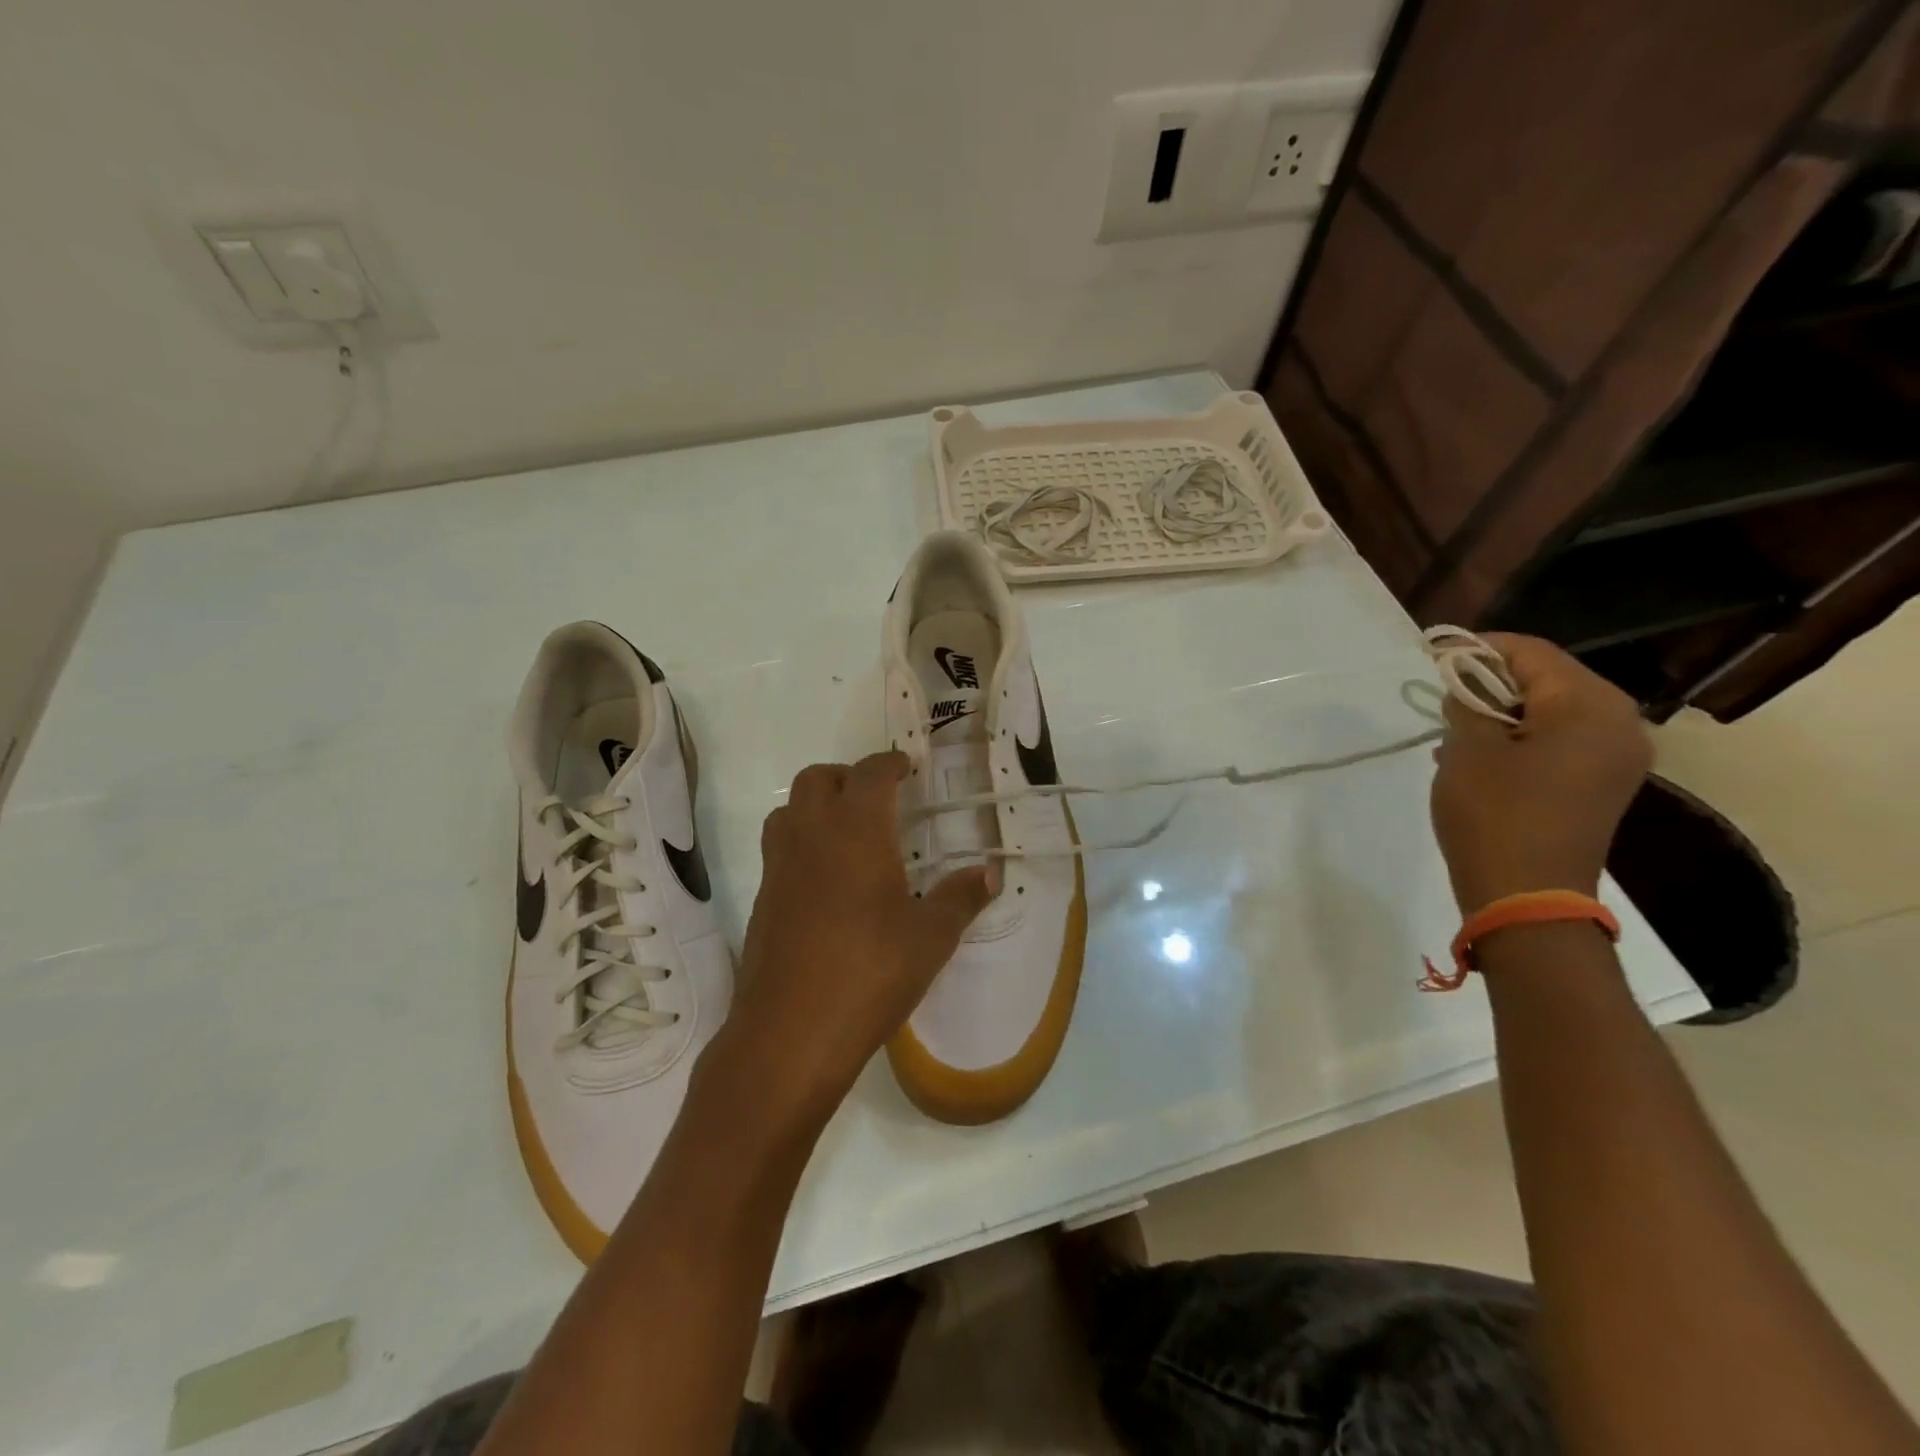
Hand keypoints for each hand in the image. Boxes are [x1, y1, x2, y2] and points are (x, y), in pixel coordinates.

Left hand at [720, 751, 994, 1121]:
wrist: (790, 1032)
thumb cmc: (870, 973)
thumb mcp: (930, 937)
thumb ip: (961, 898)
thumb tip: (990, 873)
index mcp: (856, 830)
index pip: (870, 773)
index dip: (890, 763)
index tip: (907, 768)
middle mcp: (811, 835)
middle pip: (817, 778)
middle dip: (848, 777)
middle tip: (878, 799)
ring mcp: (779, 866)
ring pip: (789, 809)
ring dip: (817, 805)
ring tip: (850, 833)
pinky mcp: (763, 898)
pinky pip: (779, 848)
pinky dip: (802, 843)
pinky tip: (828, 882)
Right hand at [1431, 633, 1651, 913]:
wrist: (1528, 896)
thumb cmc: (1495, 814)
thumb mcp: (1467, 749)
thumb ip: (1467, 702)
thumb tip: (1464, 683)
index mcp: (1590, 706)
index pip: (1531, 652)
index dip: (1477, 647)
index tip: (1431, 653)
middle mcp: (1619, 723)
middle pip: (1548, 677)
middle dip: (1491, 678)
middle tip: (1442, 690)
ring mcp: (1616, 756)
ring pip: (1553, 709)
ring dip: (1502, 709)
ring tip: (1455, 725)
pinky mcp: (1602, 782)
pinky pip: (1561, 739)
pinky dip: (1520, 735)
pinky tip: (1481, 753)